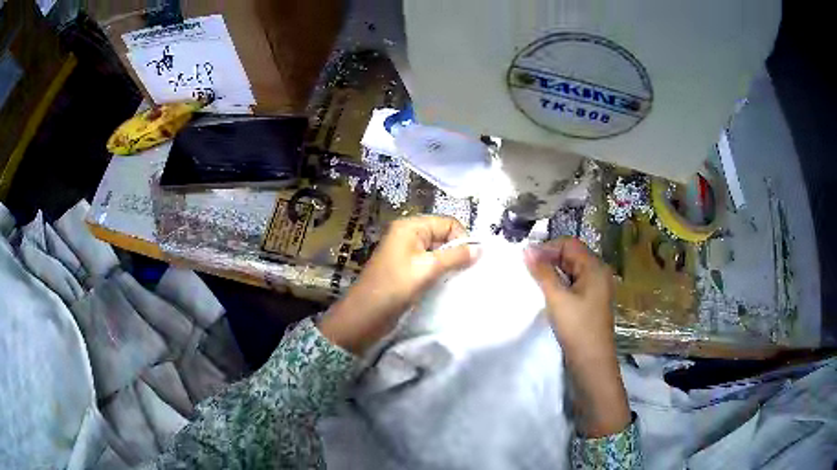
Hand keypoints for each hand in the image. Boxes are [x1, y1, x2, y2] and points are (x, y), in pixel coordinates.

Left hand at [319, 215, 479, 354]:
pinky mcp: (406, 269)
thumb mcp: (427, 269)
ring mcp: (406, 252)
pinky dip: (440, 271)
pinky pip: (429, 264)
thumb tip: (480, 248)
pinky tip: (446, 283)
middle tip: (467, 272)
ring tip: (458, 279)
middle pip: (443, 235)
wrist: (365, 315)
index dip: (462, 238)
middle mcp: (409, 235)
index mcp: (410, 227)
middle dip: (457, 251)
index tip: (471, 260)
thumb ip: (455, 256)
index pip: (447, 223)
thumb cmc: (395, 287)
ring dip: (450, 263)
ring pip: (438, 251)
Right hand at [524, 238, 629, 437]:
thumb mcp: (557, 298)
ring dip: (552, 272)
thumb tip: (526, 249)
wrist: (592, 362)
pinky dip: (559, 284)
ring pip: (571, 270)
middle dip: (549, 259)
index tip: (527, 259)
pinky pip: (573, 284)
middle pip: (571, 255)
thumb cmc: (577, 328)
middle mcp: (598, 273)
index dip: (548, 247)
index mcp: (595, 267)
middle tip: (526, 270)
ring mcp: (595, 288)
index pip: (569, 244)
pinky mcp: (590, 302)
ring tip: (533, 280)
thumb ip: (542, 272)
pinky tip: (545, 293)